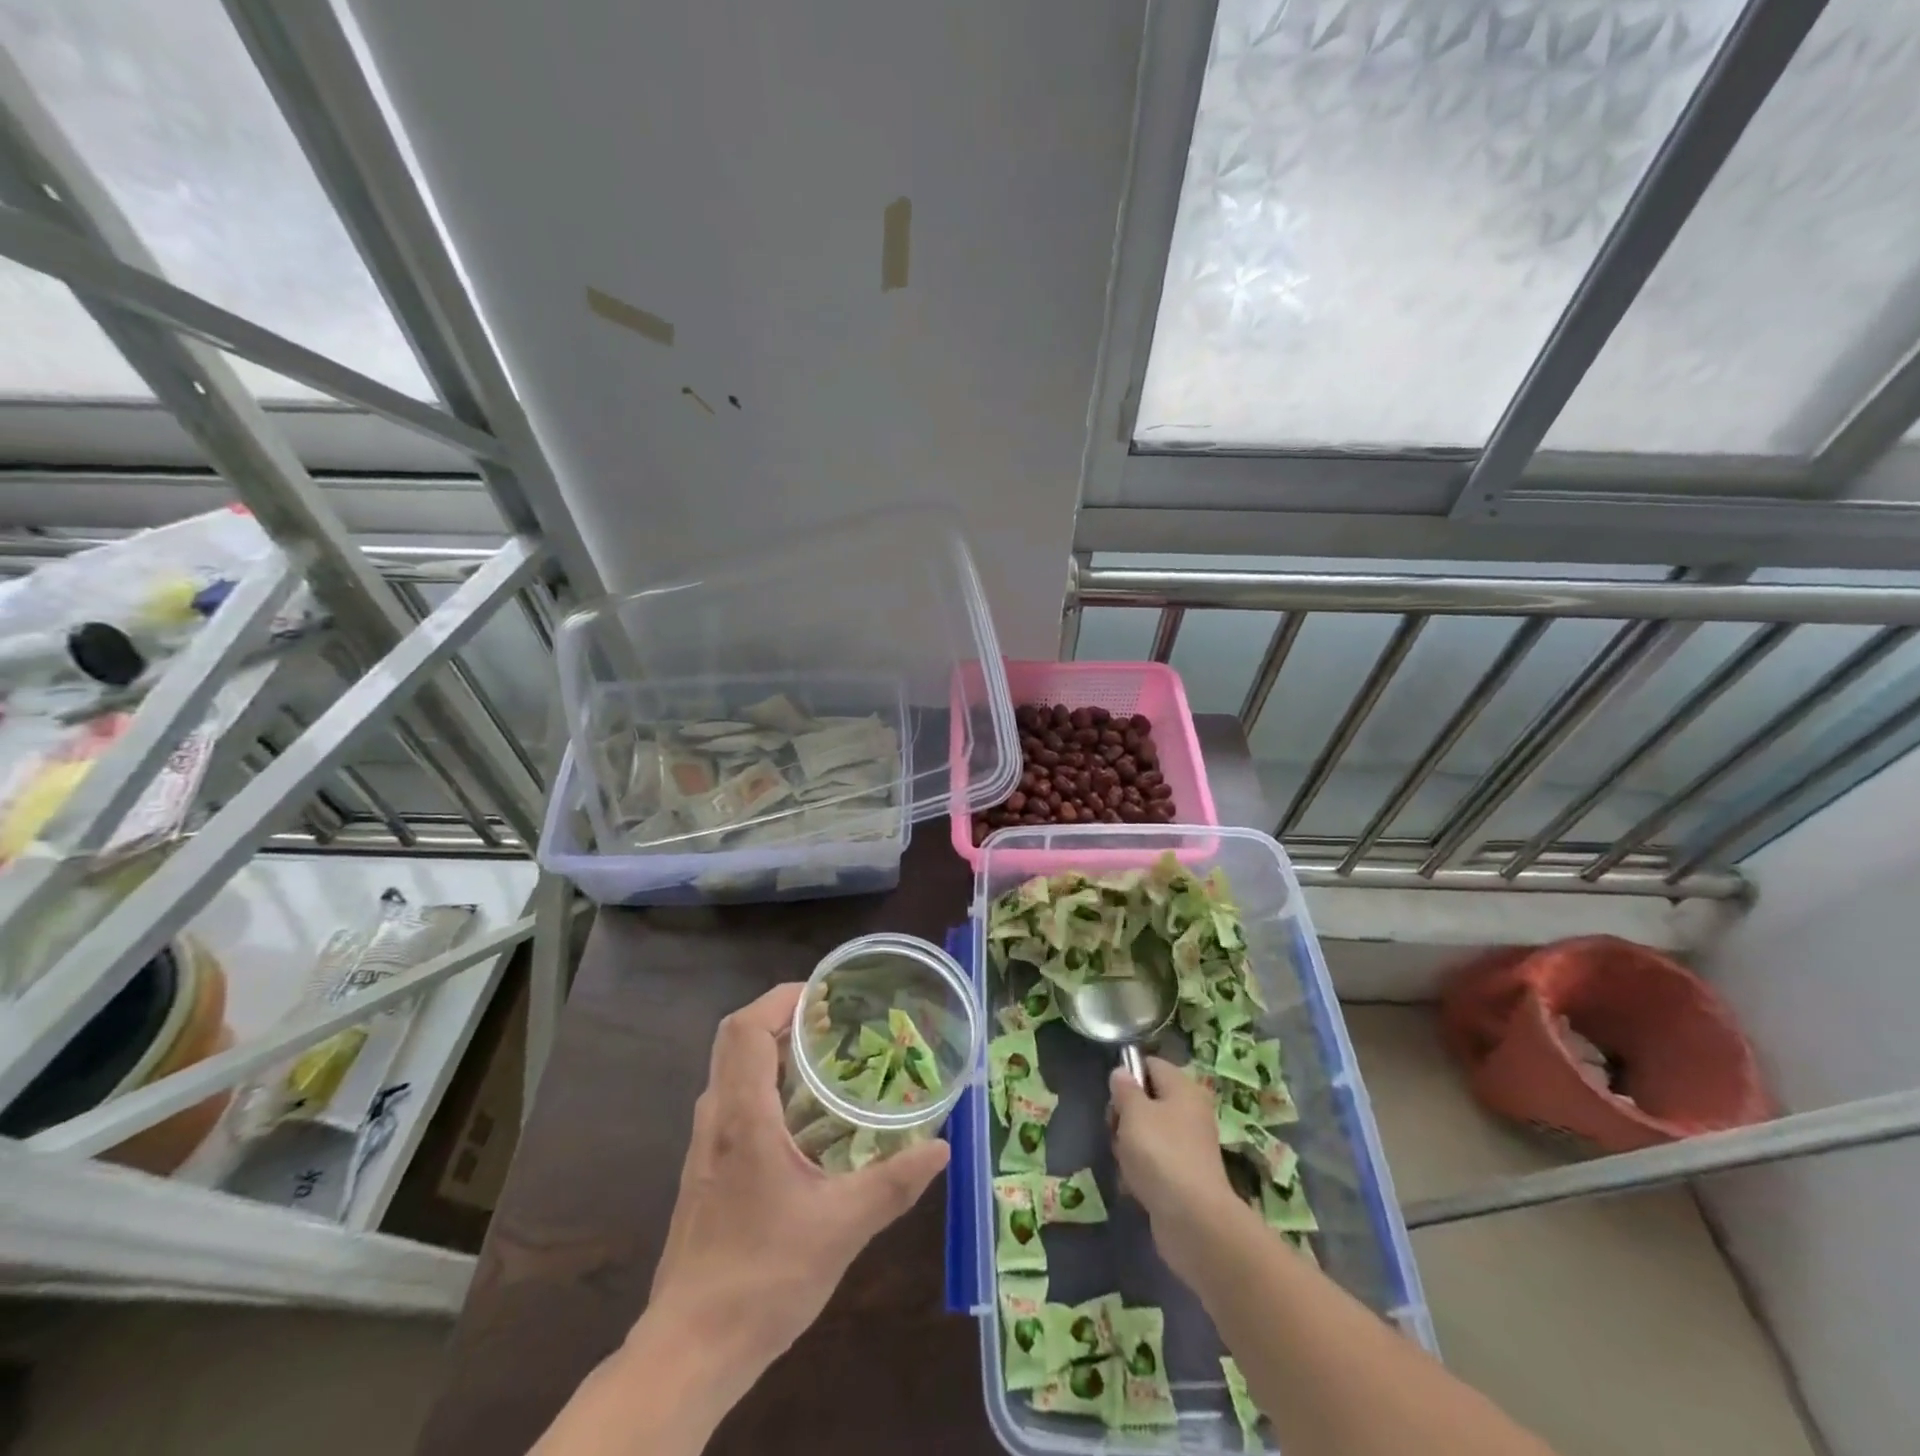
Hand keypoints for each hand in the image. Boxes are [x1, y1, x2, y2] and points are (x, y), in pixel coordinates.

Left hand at [644, 982, 949, 1372]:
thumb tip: (940, 1148)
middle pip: (733, 1040)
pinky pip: (731, 1101)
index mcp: (742, 1119)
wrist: (689, 1351)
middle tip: (829, 1020)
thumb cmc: (763, 1279)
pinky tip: (801, 1117)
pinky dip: (762, 1083)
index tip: (823, 994)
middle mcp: (716, 1120)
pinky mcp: (705, 1171)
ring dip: (769, 1049)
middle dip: (778, 1016)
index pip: (745, 1030)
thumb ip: (893, 1183)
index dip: (780, 999)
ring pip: (730, 1070)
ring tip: (821, 1057)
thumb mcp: (841, 1229)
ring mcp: (704, 1146)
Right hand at [1109, 1056, 1238, 1277]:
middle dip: (1125, 1115)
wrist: (1193, 1220)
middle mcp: (1191, 1112)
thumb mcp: (1133, 1112)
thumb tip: (1122, 1073)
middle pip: (1148, 1100)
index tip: (1113, 1097)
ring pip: (1148, 1133)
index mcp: (1183, 1088)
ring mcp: (1189, 1146)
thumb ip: (1124, 1089)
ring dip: (1129, 1145)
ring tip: (1124, 1162)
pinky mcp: (1185, 1177)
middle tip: (1115, 1130)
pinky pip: (1155, 1162)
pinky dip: (1141, 1171)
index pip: (1151, 1064)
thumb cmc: (1160, 1153)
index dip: (1128, 1075)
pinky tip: (1132, 1185)